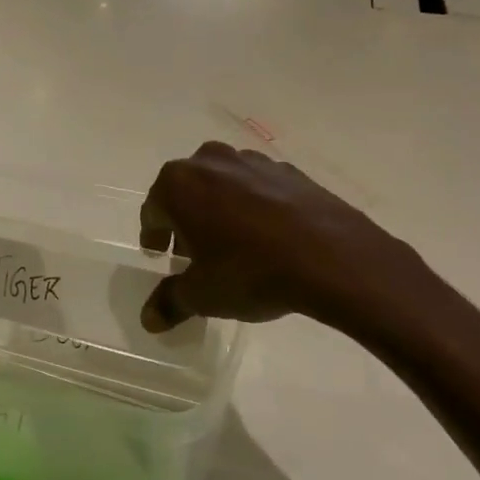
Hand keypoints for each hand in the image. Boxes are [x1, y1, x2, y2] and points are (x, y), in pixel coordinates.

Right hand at [137, 142, 420, 332]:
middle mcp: (210, 161)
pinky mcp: (288, 170)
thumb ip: (170, 301)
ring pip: (223, 184)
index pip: (153, 210)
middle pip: (187, 191)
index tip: (160, 256)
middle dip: (186, 220)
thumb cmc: (250, 271)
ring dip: (220, 209)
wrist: (330, 255)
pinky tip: (268, 236)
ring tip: (232, 245)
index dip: (153, 235)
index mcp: (179, 184)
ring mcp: (252, 161)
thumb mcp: (202, 295)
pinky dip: (254, 206)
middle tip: (193, 253)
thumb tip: (149, 318)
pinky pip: (258, 188)